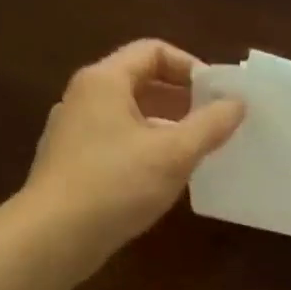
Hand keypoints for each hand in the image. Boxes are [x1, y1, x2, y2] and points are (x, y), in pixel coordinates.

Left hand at [19, 39, 243, 269]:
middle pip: (141, 81)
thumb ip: (211, 124)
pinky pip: (118, 142)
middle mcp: (84, 98)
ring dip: (167, 127)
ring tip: (197, 151)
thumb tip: (237, 103)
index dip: (191, 67)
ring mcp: (74, 132)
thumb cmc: (116, 184)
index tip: (218, 96)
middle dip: (183, 99)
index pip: (153, 51)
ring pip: (130, 115)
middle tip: (215, 122)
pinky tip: (165, 177)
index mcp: (104, 81)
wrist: (53, 238)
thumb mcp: (174, 153)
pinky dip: (146, 149)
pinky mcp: (72, 163)